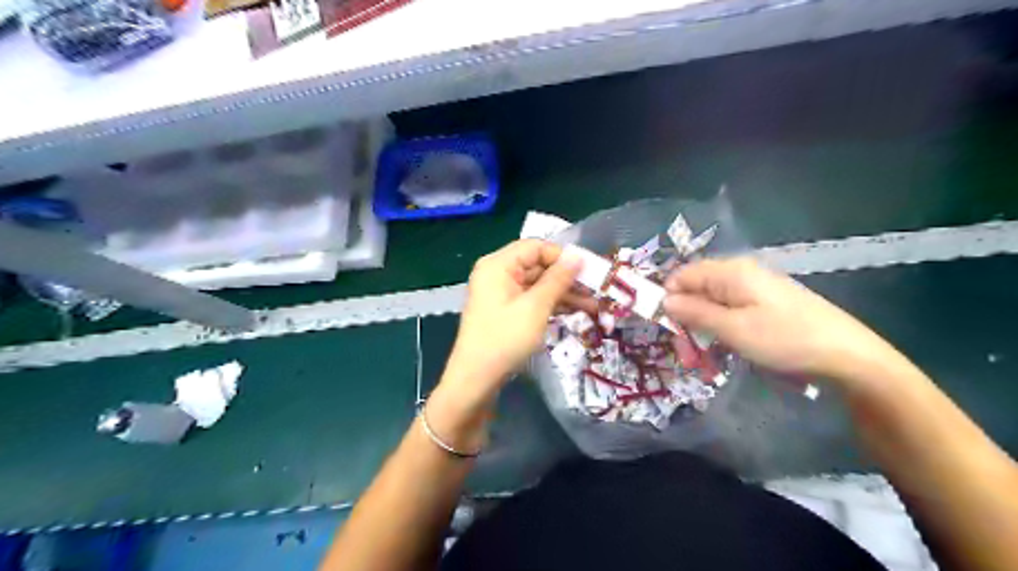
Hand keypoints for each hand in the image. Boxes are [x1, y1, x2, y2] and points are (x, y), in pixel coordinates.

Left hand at [439, 241, 588, 400]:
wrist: (476, 379)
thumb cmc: (505, 339)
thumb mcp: (536, 307)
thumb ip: (558, 279)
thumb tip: (577, 256)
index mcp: (498, 264)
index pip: (536, 247)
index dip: (563, 257)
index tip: (589, 271)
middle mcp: (497, 273)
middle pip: (538, 265)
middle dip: (567, 278)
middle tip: (597, 290)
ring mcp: (501, 293)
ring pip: (538, 284)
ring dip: (564, 293)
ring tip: (594, 306)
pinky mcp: (506, 310)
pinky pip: (532, 299)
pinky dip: (551, 304)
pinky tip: (575, 312)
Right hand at [666, 256, 892, 380]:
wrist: (847, 356)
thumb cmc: (785, 340)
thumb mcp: (733, 329)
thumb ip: (694, 312)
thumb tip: (663, 300)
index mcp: (730, 272)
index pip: (682, 276)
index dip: (669, 299)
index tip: (668, 330)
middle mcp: (739, 273)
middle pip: (696, 289)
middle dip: (685, 318)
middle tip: (687, 352)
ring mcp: (754, 288)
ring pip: (711, 303)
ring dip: (702, 328)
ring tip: (704, 358)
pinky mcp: (765, 303)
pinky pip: (730, 311)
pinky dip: (721, 329)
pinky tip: (726, 348)